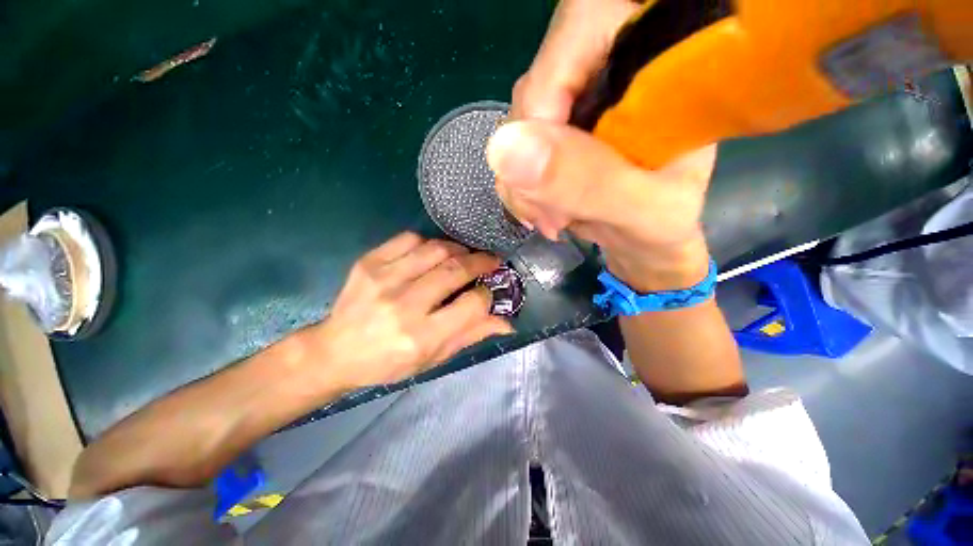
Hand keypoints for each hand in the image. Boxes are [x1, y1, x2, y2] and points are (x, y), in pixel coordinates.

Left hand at [304, 233, 512, 389]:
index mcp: (421, 336)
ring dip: (459, 250)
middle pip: (455, 270)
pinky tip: (433, 253)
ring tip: (464, 256)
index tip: (489, 290)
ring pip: (436, 249)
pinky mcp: (369, 262)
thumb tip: (508, 322)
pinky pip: (410, 239)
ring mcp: (384, 279)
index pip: (471, 305)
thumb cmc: (389, 362)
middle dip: (481, 261)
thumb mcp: (434, 358)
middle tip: (491, 261)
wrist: (335, 351)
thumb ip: (471, 335)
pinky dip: (429, 243)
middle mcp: (404, 305)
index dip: (487, 294)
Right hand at [495, 0, 713, 291]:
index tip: (540, 171)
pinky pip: (517, 151)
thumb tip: (506, 150)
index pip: (581, 31)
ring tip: (551, 221)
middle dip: (530, 159)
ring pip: (520, 125)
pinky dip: (521, 188)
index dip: (545, 98)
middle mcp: (613, 68)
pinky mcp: (559, 133)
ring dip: (522, 182)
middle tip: (548, 213)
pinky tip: (542, 213)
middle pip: (539, 87)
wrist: (653, 239)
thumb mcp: (643, 208)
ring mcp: (578, 103)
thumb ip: (587, 180)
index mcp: (661, 62)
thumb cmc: (669, 224)